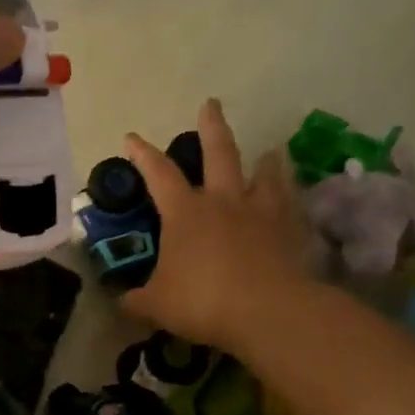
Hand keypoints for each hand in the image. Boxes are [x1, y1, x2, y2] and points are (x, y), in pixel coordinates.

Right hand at [119, 98, 314, 353]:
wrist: (267, 311)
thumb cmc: (202, 301)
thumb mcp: (156, 304)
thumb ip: (137, 299)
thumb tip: (122, 300)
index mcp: (185, 213)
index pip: (158, 174)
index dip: (143, 154)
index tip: (132, 137)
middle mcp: (223, 202)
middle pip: (219, 153)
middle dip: (211, 127)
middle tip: (211, 104)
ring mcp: (260, 213)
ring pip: (264, 174)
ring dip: (265, 160)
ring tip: (269, 151)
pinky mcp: (289, 230)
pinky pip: (290, 204)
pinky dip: (290, 196)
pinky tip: (292, 197)